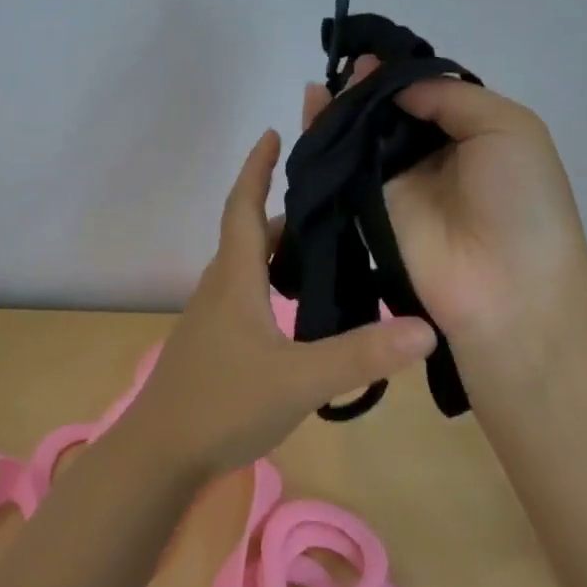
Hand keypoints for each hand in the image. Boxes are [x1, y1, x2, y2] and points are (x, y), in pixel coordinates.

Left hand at [113, 129, 437, 479]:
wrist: (160, 453)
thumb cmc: (222, 404)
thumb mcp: (300, 379)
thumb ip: (361, 355)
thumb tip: (426, 328)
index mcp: (234, 280)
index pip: (242, 207)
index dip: (256, 169)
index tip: (272, 134)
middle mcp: (219, 289)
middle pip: (249, 235)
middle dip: (284, 212)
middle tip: (333, 202)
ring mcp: (212, 319)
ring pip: (248, 269)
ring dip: (279, 251)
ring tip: (327, 250)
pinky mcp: (213, 345)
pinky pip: (246, 297)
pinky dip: (272, 286)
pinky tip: (300, 311)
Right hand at [301, 63, 586, 361]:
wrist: (507, 286)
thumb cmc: (521, 200)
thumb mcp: (508, 127)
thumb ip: (448, 95)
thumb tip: (392, 85)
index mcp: (469, 132)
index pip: (425, 93)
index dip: (398, 74)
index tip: (370, 53)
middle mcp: (430, 154)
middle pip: (388, 113)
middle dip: (365, 88)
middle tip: (343, 67)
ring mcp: (396, 184)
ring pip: (361, 137)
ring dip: (340, 110)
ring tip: (321, 87)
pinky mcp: (367, 209)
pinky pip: (343, 169)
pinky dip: (324, 141)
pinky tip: (312, 112)